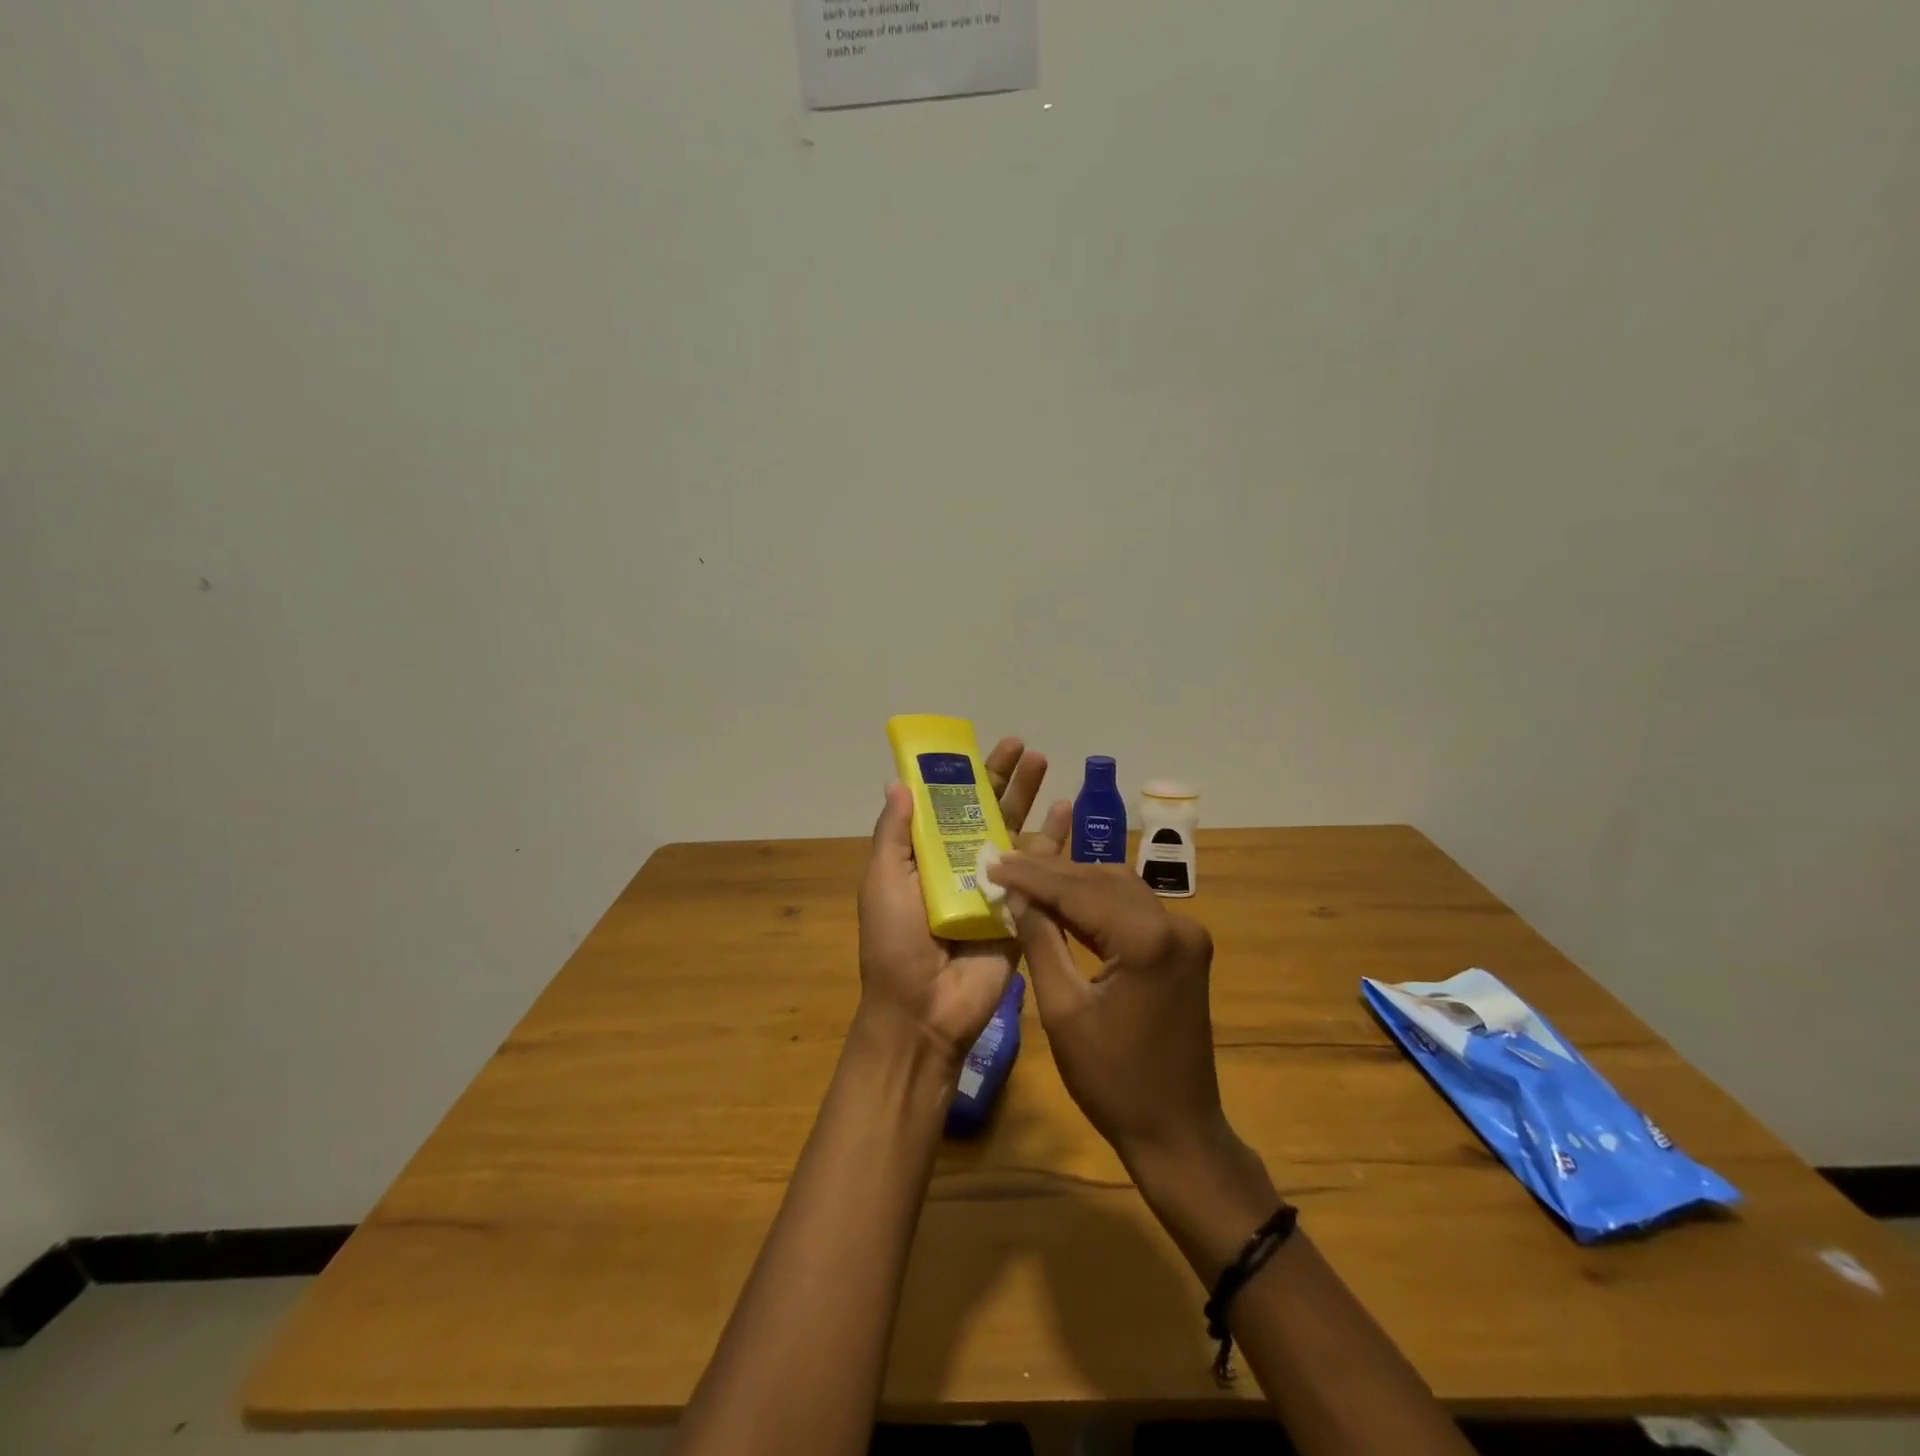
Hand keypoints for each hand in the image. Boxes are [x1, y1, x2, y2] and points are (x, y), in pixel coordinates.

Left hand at [856, 738, 1064, 1058]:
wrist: (924, 1010)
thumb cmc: (896, 942)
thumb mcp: (882, 881)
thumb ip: (894, 834)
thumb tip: (899, 783)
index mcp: (928, 857)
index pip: (949, 806)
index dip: (964, 776)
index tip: (981, 747)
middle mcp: (963, 866)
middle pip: (988, 813)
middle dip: (1006, 780)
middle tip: (1026, 749)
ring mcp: (997, 887)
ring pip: (1018, 834)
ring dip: (1031, 800)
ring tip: (1046, 765)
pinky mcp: (1024, 909)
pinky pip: (1042, 870)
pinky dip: (1055, 840)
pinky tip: (1067, 812)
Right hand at [982, 850, 1237, 1168]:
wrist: (1177, 1130)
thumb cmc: (1112, 1079)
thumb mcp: (1063, 1010)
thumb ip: (1041, 942)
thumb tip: (1016, 896)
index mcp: (1147, 939)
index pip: (1077, 890)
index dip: (1031, 876)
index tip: (992, 861)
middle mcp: (1174, 923)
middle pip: (1101, 880)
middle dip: (1050, 873)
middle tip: (1003, 863)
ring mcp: (1185, 934)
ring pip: (1119, 888)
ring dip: (1074, 883)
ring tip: (1025, 877)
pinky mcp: (1184, 948)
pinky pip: (1134, 910)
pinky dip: (1097, 903)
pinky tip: (1062, 903)